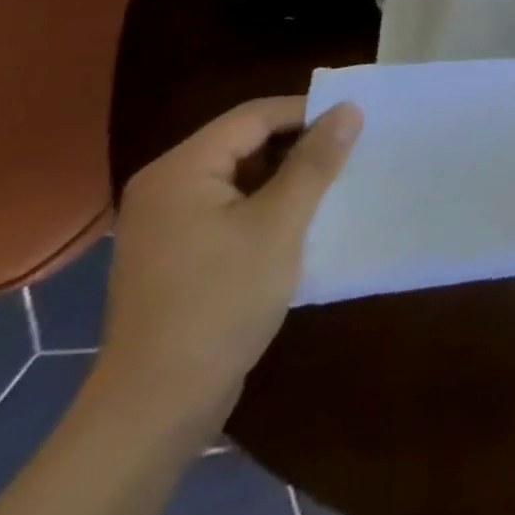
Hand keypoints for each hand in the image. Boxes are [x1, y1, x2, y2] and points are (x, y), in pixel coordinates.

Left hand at [98, 97, 361, 435]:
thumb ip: (315, 162)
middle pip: (244, 142)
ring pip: (240, 176)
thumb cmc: (220, 302)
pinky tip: (301, 222)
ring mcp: (165, 224)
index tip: (357, 124)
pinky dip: (266, 205)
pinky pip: (229, 209)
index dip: (308, 113)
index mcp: (181, 170)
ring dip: (286, 176)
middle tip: (351, 154)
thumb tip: (349, 109)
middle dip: (299, 145)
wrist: (157, 405)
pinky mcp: (175, 255)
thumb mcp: (280, 224)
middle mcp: (165, 188)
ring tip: (334, 185)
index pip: (254, 116)